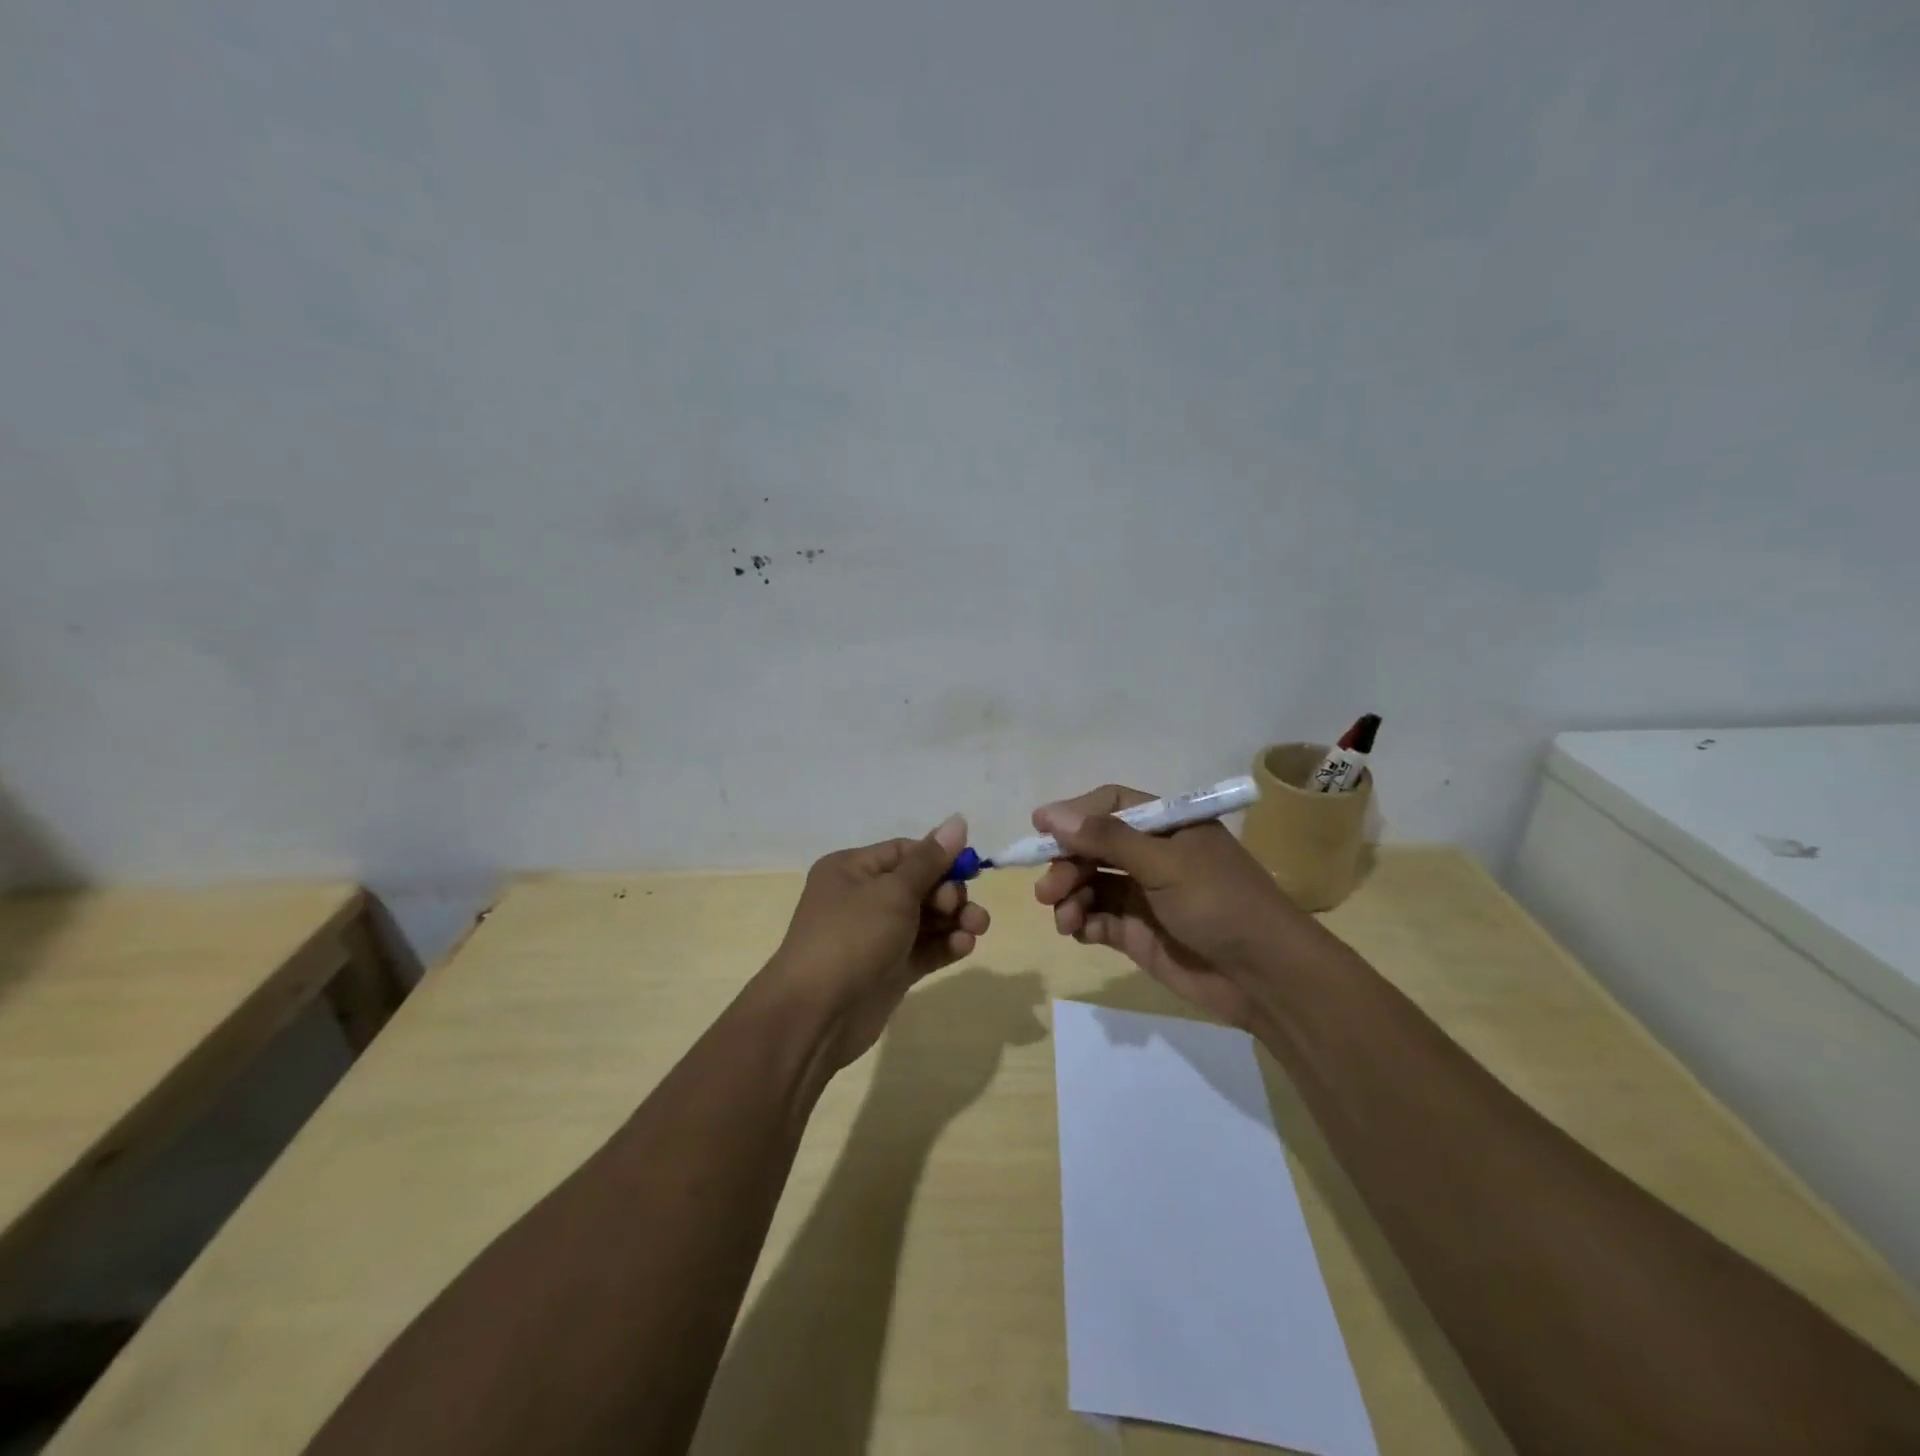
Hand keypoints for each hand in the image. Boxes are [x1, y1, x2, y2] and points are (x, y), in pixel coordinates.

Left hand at [761, 815, 990, 1071]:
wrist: (816, 1015)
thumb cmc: (852, 937)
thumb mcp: (893, 891)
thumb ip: (931, 860)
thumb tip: (958, 820)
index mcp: (852, 870)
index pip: (904, 852)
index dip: (939, 857)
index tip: (970, 868)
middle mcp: (862, 899)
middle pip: (919, 885)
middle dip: (949, 892)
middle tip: (959, 906)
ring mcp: (876, 937)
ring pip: (925, 919)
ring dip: (954, 919)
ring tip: (977, 927)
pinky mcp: (889, 970)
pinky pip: (924, 949)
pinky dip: (946, 945)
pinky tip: (965, 946)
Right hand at [1032, 785, 1296, 1027]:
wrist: (1265, 977)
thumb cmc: (1221, 904)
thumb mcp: (1165, 864)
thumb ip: (1107, 839)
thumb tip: (1051, 815)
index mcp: (1167, 826)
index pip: (1111, 805)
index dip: (1075, 814)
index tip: (1039, 828)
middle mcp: (1153, 856)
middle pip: (1093, 847)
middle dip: (1066, 864)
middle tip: (1047, 889)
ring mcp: (1144, 895)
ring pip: (1090, 884)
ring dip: (1069, 896)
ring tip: (1064, 917)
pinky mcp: (1138, 933)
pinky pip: (1097, 918)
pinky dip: (1082, 921)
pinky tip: (1079, 930)